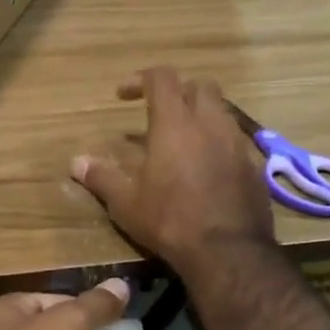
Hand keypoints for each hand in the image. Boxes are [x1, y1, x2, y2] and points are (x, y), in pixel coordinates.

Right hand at [70, 67, 274, 274]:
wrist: (228, 252)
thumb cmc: (169, 220)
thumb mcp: (126, 203)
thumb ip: (101, 177)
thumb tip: (76, 163)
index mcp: (175, 124)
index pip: (161, 78)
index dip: (140, 78)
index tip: (122, 95)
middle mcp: (210, 124)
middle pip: (200, 86)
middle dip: (178, 91)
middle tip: (158, 114)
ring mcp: (237, 144)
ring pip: (222, 112)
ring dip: (201, 117)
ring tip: (182, 143)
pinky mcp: (254, 166)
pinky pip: (235, 141)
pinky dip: (218, 144)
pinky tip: (206, 169)